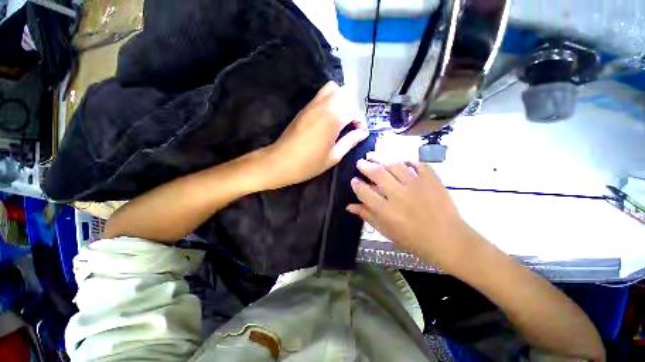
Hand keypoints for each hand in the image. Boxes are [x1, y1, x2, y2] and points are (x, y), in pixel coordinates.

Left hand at [259, 81, 368, 188]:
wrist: (280, 162)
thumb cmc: (309, 163)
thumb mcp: (334, 156)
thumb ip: (350, 141)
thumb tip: (363, 132)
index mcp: (333, 118)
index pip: (355, 109)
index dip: (360, 120)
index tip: (359, 133)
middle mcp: (324, 105)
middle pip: (345, 93)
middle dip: (352, 107)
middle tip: (350, 125)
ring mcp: (312, 104)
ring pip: (333, 89)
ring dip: (341, 101)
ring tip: (340, 120)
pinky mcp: (304, 108)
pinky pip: (321, 95)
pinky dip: (330, 101)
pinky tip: (328, 119)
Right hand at [347, 159, 478, 271]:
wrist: (449, 240)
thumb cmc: (414, 240)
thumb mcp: (386, 231)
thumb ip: (367, 216)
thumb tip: (349, 206)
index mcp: (387, 211)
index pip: (364, 192)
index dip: (356, 184)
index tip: (354, 180)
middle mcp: (399, 195)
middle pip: (377, 173)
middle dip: (365, 165)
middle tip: (361, 162)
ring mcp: (417, 185)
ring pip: (395, 165)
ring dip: (382, 159)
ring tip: (375, 157)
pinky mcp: (432, 180)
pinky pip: (417, 164)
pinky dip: (408, 160)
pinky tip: (401, 162)